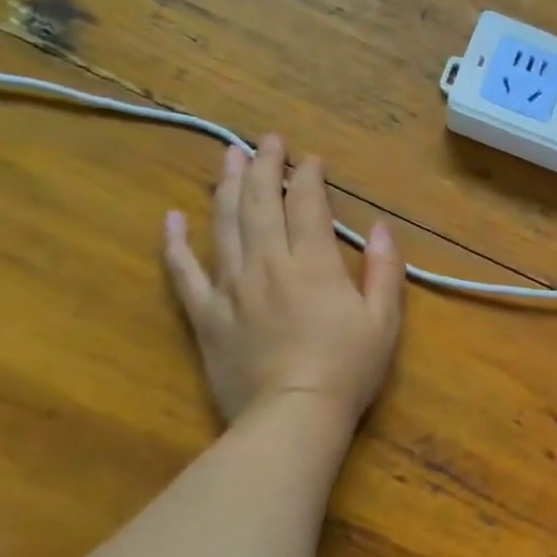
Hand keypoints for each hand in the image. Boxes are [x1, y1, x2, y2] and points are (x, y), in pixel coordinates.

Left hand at [164, 136, 404, 427]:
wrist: (292, 416)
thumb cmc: (347, 369)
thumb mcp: (384, 320)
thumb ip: (384, 270)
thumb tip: (380, 228)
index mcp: (313, 264)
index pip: (307, 205)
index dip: (308, 176)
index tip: (311, 159)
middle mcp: (268, 264)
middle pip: (262, 203)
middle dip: (265, 166)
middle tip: (266, 139)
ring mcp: (231, 287)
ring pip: (224, 224)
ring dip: (226, 186)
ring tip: (228, 157)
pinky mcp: (206, 314)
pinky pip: (184, 272)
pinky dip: (175, 243)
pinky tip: (171, 218)